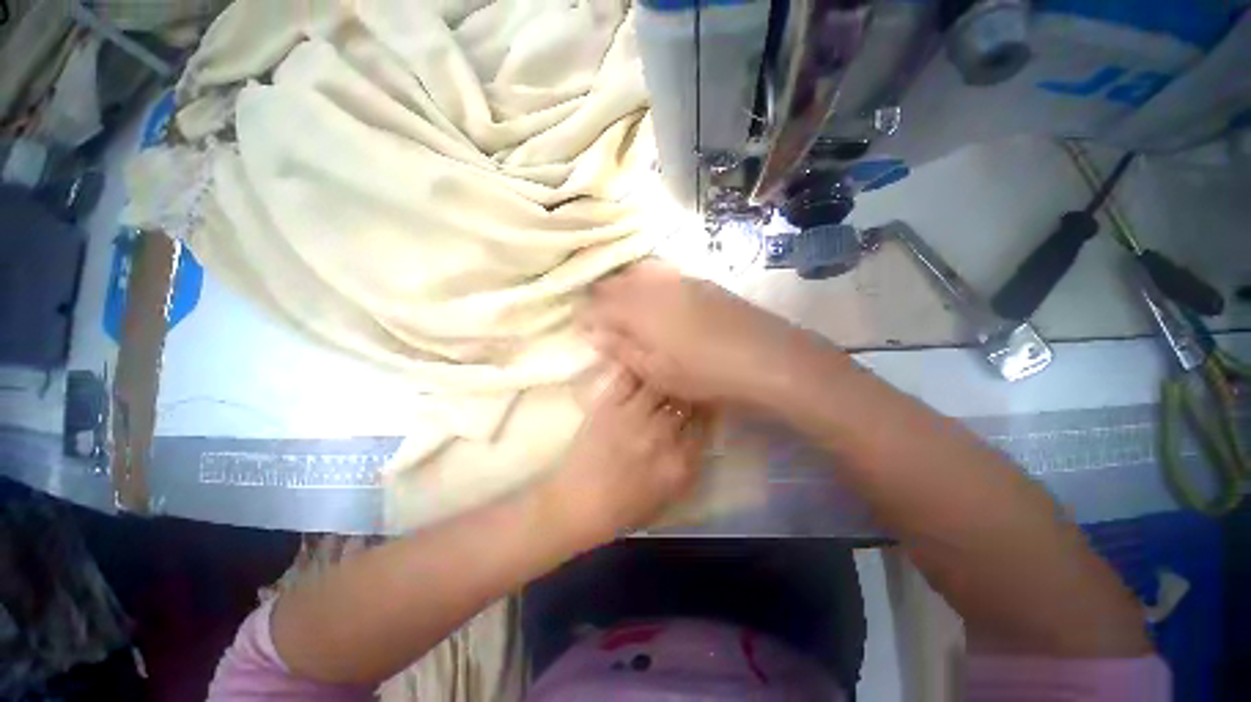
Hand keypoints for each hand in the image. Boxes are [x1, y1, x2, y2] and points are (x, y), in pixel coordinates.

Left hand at [541, 366, 706, 545]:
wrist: (578, 504)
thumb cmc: (625, 508)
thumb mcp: (669, 494)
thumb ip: (689, 463)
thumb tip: (699, 433)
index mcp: (679, 462)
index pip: (705, 424)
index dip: (708, 410)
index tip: (705, 402)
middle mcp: (661, 435)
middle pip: (686, 401)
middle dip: (691, 391)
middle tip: (689, 383)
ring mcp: (633, 416)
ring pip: (661, 383)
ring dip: (668, 375)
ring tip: (668, 368)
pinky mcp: (609, 405)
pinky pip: (629, 378)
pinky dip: (639, 367)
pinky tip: (645, 360)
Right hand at [582, 260, 812, 405]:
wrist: (761, 355)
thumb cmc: (701, 371)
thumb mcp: (654, 370)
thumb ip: (621, 348)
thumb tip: (594, 333)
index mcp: (637, 309)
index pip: (600, 304)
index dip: (588, 314)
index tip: (582, 325)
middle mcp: (653, 287)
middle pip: (617, 282)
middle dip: (602, 294)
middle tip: (598, 311)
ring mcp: (678, 280)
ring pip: (639, 272)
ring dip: (624, 283)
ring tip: (622, 299)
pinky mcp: (699, 281)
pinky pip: (663, 272)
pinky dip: (649, 279)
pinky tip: (654, 291)